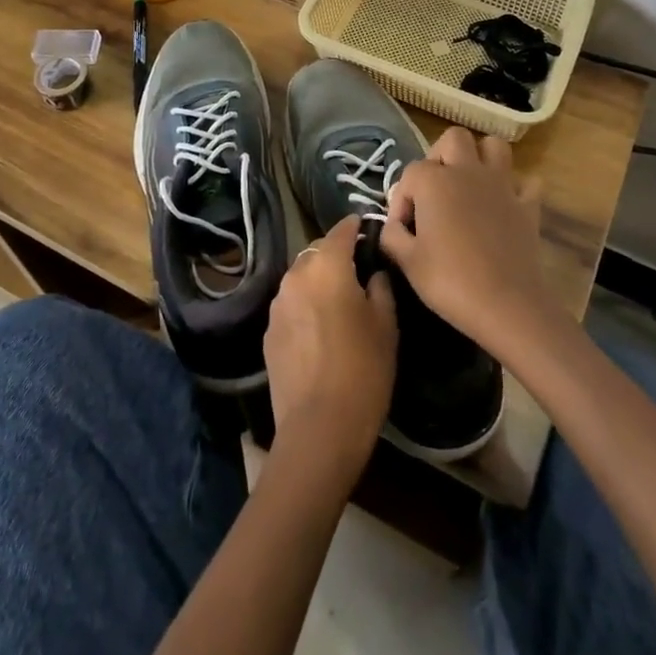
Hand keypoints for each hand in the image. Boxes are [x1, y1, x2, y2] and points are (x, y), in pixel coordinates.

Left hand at [264, 218, 396, 481]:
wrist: (319, 428)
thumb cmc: (363, 370)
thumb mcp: (386, 326)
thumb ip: (380, 288)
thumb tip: (373, 274)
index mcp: (327, 267)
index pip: (341, 231)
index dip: (355, 226)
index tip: (366, 226)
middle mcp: (296, 276)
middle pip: (317, 252)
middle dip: (335, 254)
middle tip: (358, 268)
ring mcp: (277, 304)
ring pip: (301, 278)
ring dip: (318, 280)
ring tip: (339, 299)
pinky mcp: (269, 331)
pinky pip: (291, 304)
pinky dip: (305, 304)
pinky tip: (320, 327)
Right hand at [381, 127, 557, 358]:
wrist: (506, 305)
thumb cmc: (450, 281)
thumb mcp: (406, 261)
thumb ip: (392, 235)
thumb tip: (393, 226)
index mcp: (434, 181)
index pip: (410, 174)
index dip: (401, 200)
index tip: (402, 229)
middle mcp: (468, 171)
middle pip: (453, 139)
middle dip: (440, 157)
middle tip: (434, 190)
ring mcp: (502, 185)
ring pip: (493, 147)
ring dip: (480, 158)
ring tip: (468, 185)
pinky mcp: (527, 205)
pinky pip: (524, 182)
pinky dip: (514, 188)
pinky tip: (503, 206)